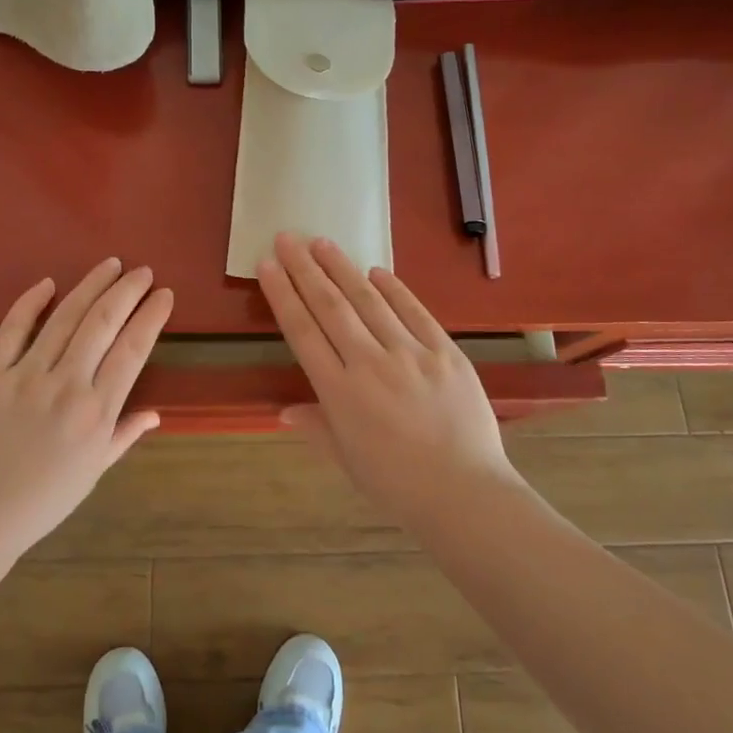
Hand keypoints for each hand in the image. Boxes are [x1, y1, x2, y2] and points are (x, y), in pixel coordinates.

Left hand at [0, 259, 172, 579]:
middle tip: (142, 271)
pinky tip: (48, 283)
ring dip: (90, 286)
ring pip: (64, 318)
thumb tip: (154, 414)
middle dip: (127, 291)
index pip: (132, 350)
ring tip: (110, 264)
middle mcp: (66, 385)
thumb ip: (123, 435)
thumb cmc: (43, 499)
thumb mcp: (93, 472)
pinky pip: (12, 330)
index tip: (164, 294)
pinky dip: (30, 303)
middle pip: (102, 323)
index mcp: (96, 412)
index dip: (151, 317)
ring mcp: (26, 376)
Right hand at [256, 233, 518, 527]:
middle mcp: (369, 364)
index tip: (268, 265)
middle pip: (330, 306)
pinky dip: (394, 289)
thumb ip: (316, 427)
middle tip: (287, 238)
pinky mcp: (445, 352)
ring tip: (322, 243)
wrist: (464, 494)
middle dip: (304, 269)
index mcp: (339, 392)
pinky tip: (376, 271)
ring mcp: (410, 354)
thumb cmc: (397, 485)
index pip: (302, 331)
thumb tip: (283, 411)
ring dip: (342, 269)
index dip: (282, 295)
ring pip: (368, 301)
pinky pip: (415, 312)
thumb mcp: (347, 460)